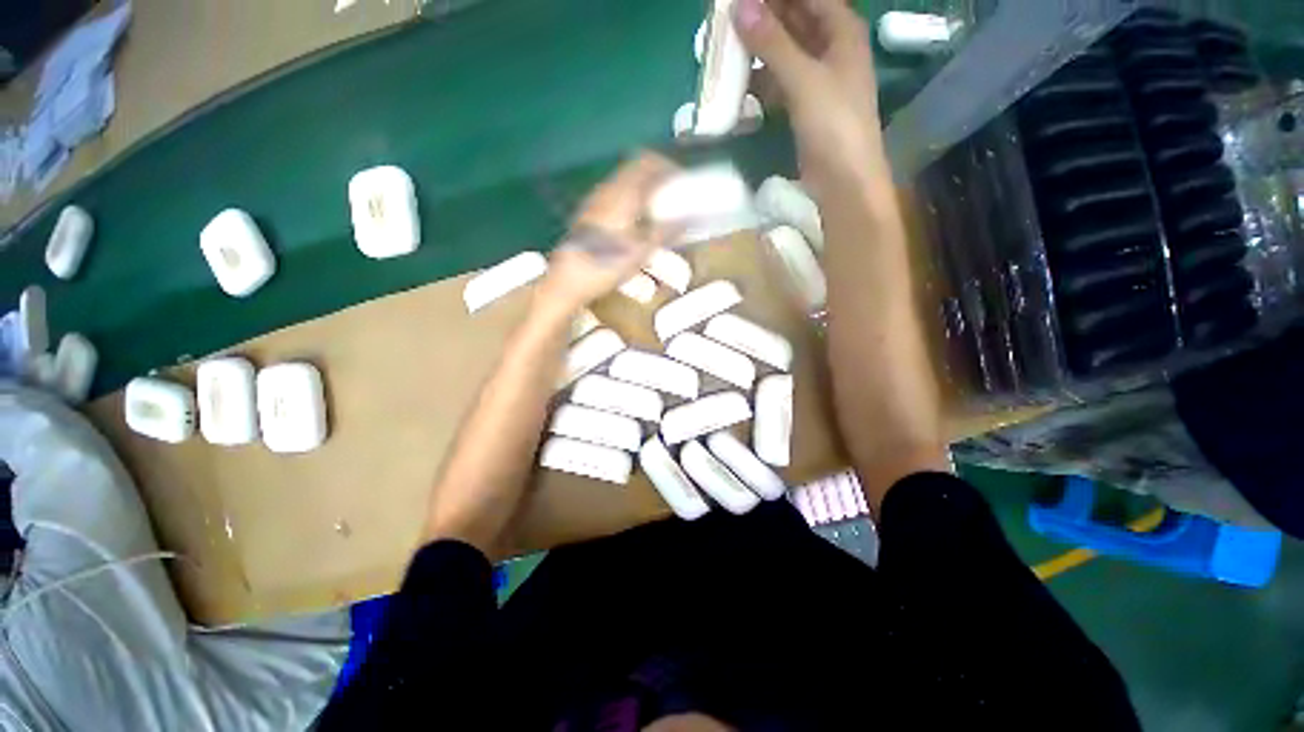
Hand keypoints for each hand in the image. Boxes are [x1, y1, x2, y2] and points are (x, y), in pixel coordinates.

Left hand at [536, 153, 678, 313]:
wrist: (568, 281)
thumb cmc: (607, 267)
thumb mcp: (641, 253)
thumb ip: (666, 231)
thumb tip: (689, 217)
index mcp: (622, 195)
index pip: (648, 162)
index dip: (668, 167)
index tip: (682, 182)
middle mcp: (606, 190)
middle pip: (635, 167)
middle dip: (656, 176)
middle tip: (672, 195)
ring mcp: (594, 200)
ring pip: (623, 180)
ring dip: (643, 186)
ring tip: (657, 208)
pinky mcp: (588, 212)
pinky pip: (614, 193)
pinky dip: (630, 197)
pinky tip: (635, 221)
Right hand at [734, 0, 882, 188]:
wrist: (844, 180)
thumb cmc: (833, 124)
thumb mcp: (803, 79)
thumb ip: (772, 43)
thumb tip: (739, 5)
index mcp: (842, 31)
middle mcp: (832, 48)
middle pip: (795, 20)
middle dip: (764, 17)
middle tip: (729, 17)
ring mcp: (819, 79)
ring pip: (786, 52)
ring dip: (760, 49)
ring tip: (728, 45)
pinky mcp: (805, 106)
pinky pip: (781, 81)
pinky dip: (763, 80)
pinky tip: (742, 82)